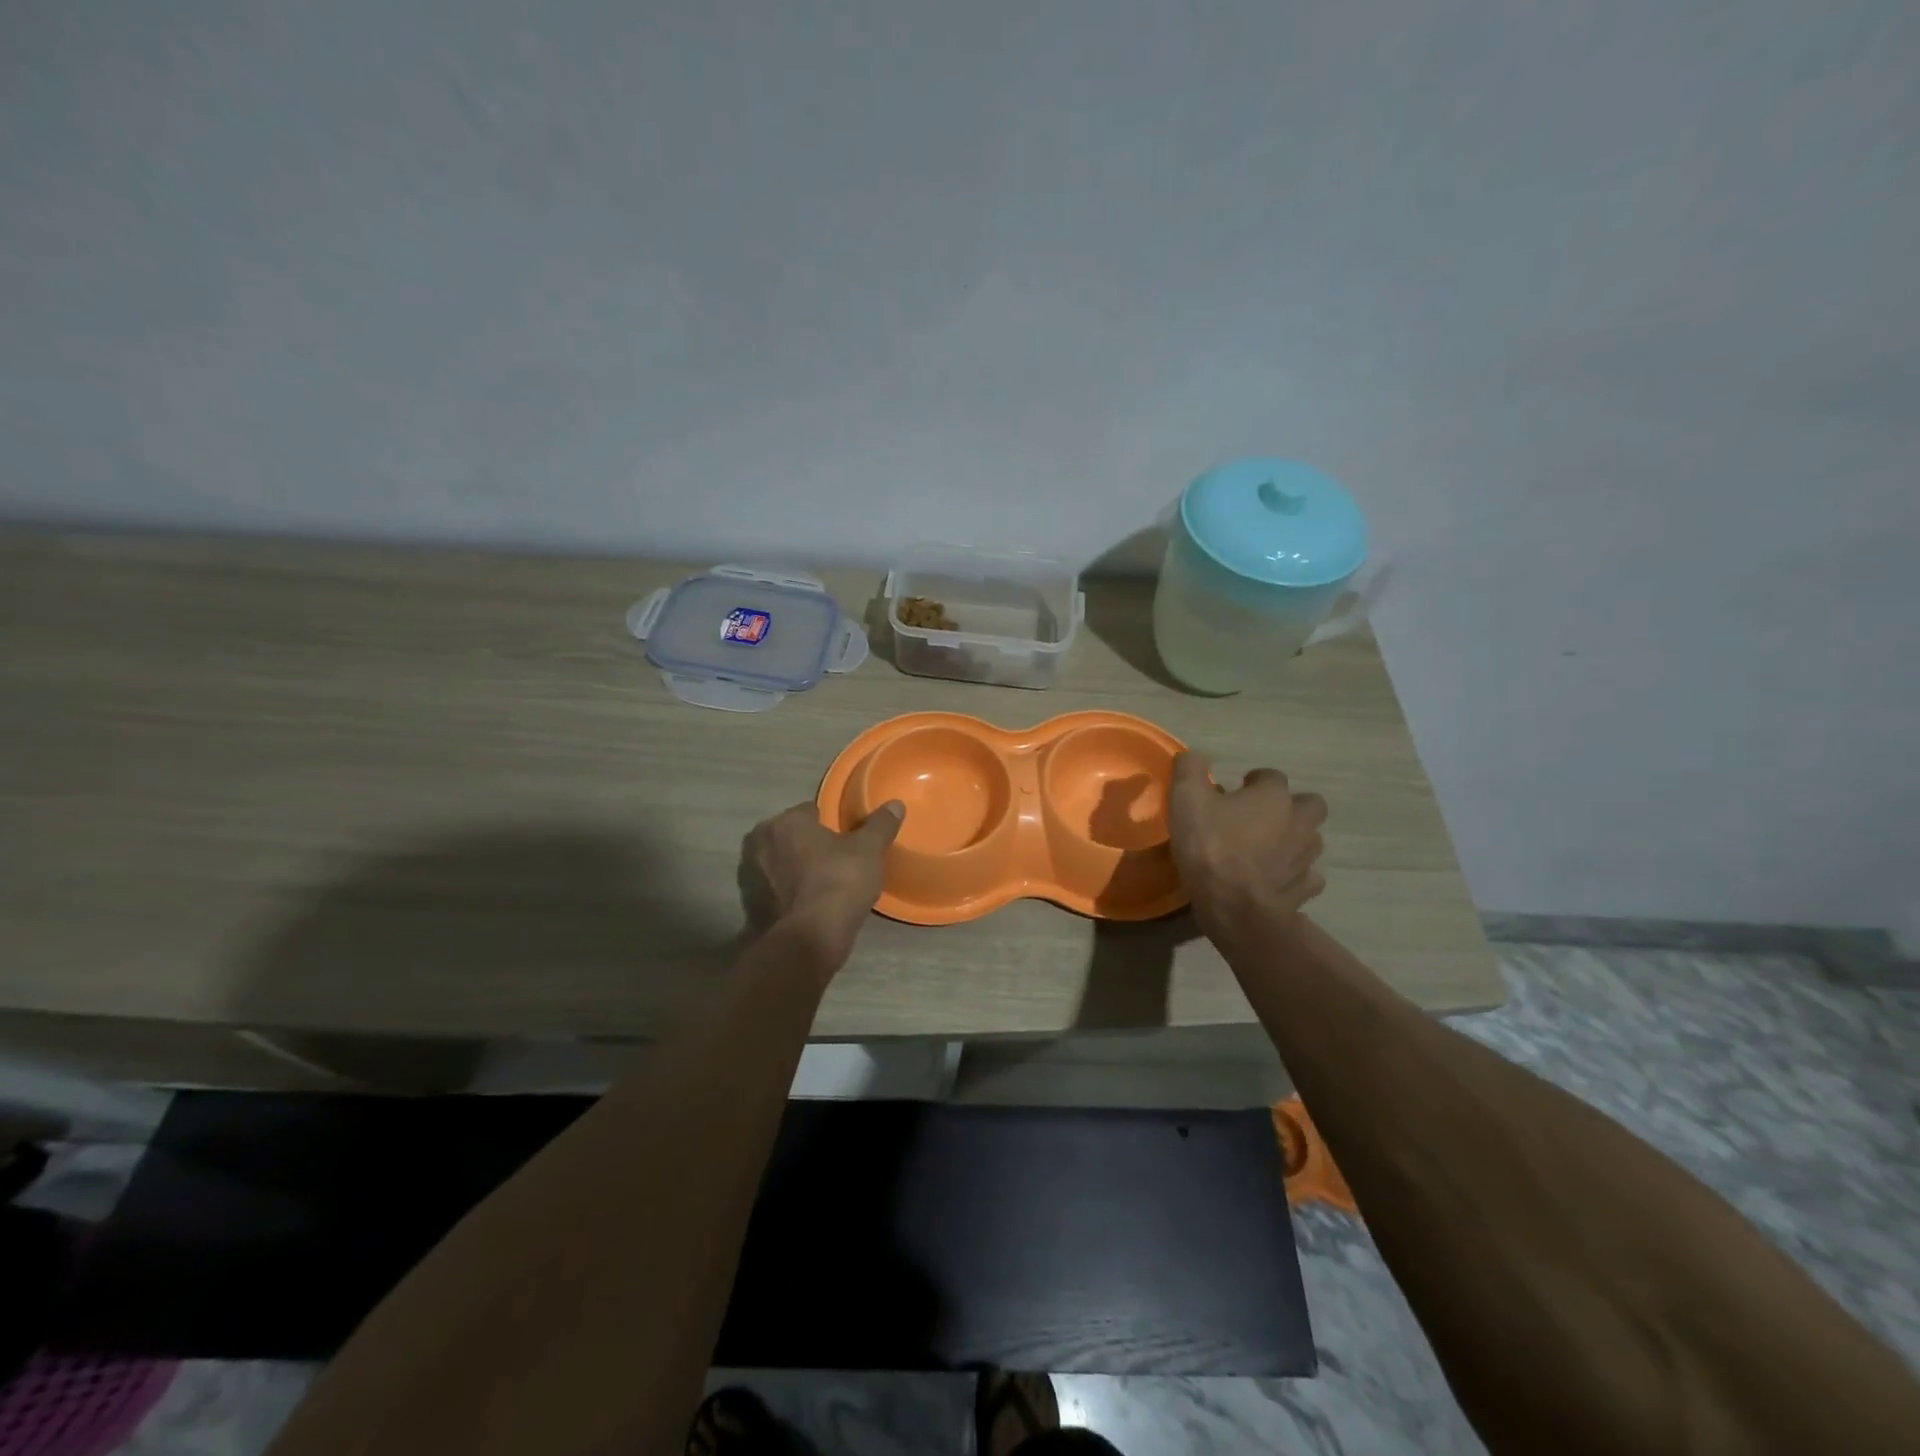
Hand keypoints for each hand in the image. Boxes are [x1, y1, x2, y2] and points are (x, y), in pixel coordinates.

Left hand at [738, 799, 904, 972]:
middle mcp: (759, 842)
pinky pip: (774, 891)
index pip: (809, 811)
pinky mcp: (749, 906)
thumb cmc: (838, 882)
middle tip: (835, 862)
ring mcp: (749, 876)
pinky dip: (786, 894)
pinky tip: (807, 906)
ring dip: (794, 869)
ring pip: (779, 863)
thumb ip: (880, 824)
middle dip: (807, 845)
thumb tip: (896, 804)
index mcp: (785, 822)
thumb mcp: (868, 850)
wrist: (807, 940)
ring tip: (822, 885)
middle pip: (790, 836)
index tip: (845, 839)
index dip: (829, 823)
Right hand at [1168, 753, 1327, 943]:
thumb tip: (1192, 757)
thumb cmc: (1211, 846)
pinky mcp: (1304, 889)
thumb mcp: (1186, 799)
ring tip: (1267, 849)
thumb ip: (1189, 770)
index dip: (1254, 781)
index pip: (1272, 776)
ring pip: (1311, 840)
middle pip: (1310, 805)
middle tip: (1262, 817)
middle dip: (1291, 807)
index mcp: (1273, 796)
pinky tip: (1275, 879)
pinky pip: (1307, 877)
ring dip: (1294, 840)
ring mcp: (1305, 858)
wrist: (1234, 906)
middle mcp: (1299, 822)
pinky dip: (1294, 875)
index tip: (1235, 791)